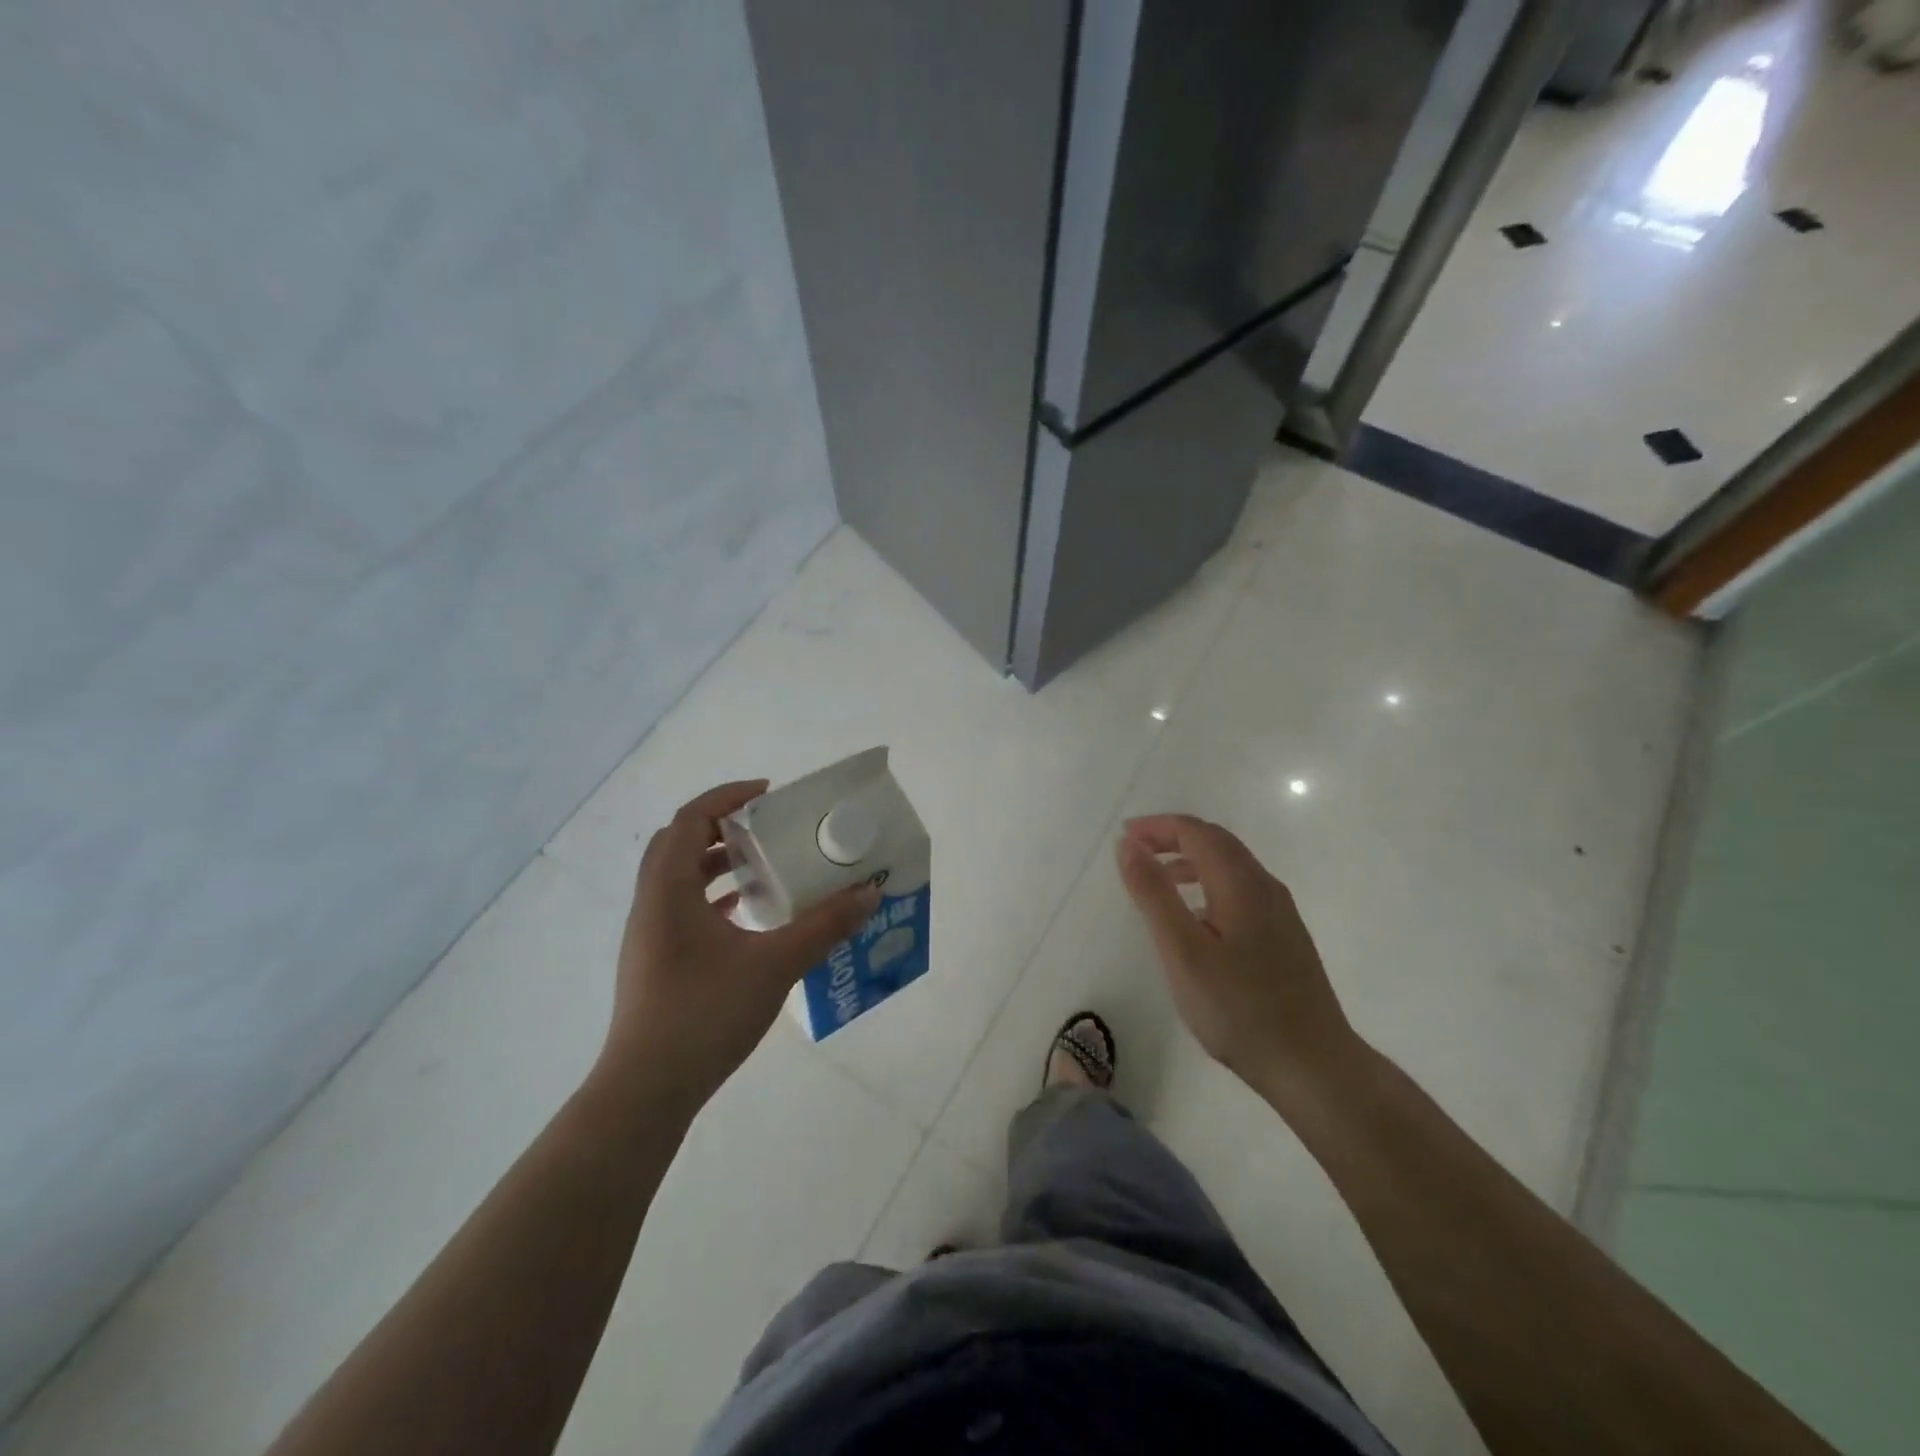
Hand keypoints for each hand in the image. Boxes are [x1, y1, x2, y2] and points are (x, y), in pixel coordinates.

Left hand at [599, 780, 879, 1112]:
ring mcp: (649, 936)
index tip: (769, 795)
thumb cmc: (704, 1013)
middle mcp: (652, 904)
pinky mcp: (656, 963)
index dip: (727, 798)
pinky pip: (683, 909)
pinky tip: (750, 918)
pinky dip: (715, 898)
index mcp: (668, 889)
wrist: (646, 1091)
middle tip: (767, 828)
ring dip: (718, 864)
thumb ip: (824, 926)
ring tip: (765, 868)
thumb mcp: (775, 964)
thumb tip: (869, 893)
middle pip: (680, 843)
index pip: (691, 819)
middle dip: (723, 827)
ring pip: (680, 878)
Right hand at [1116, 814, 1358, 1105]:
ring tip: (1159, 880)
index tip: (1123, 837)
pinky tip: (1197, 918)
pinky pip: (1241, 890)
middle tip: (1136, 851)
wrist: (1313, 1066)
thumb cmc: (1239, 1008)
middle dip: (1173, 837)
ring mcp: (1281, 913)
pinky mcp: (1286, 937)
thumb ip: (1154, 893)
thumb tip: (1129, 845)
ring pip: (1231, 866)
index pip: (1196, 832)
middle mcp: (1265, 887)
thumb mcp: (1182, 950)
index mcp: (1241, 883)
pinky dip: (1209, 883)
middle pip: (1216, 842)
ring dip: (1191, 860)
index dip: (1157, 827)